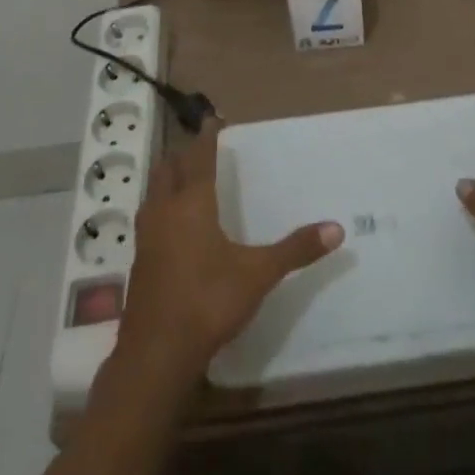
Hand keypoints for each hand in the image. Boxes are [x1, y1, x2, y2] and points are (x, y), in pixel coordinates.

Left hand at [115, 118, 344, 384]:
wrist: (156, 355)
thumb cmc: (208, 301)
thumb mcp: (258, 274)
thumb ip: (295, 249)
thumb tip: (337, 228)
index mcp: (192, 203)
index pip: (199, 157)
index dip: (206, 137)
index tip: (212, 119)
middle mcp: (165, 211)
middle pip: (168, 169)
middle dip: (182, 155)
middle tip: (198, 148)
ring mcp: (146, 238)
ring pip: (153, 194)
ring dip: (167, 180)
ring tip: (183, 180)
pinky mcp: (138, 263)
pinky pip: (149, 220)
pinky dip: (160, 209)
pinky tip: (172, 227)